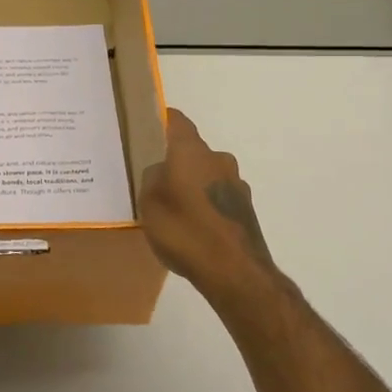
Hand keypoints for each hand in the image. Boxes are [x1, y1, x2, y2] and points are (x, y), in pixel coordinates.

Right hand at [139, 108, 280, 299]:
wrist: (235, 271)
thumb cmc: (185, 230)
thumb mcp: (150, 203)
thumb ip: (152, 179)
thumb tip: (160, 172)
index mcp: (192, 151)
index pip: (176, 121)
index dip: (161, 120)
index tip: (146, 127)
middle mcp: (218, 159)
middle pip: (192, 150)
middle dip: (174, 161)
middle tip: (154, 178)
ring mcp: (236, 184)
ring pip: (206, 174)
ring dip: (191, 184)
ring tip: (172, 208)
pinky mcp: (245, 209)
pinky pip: (217, 197)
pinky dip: (205, 205)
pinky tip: (192, 227)